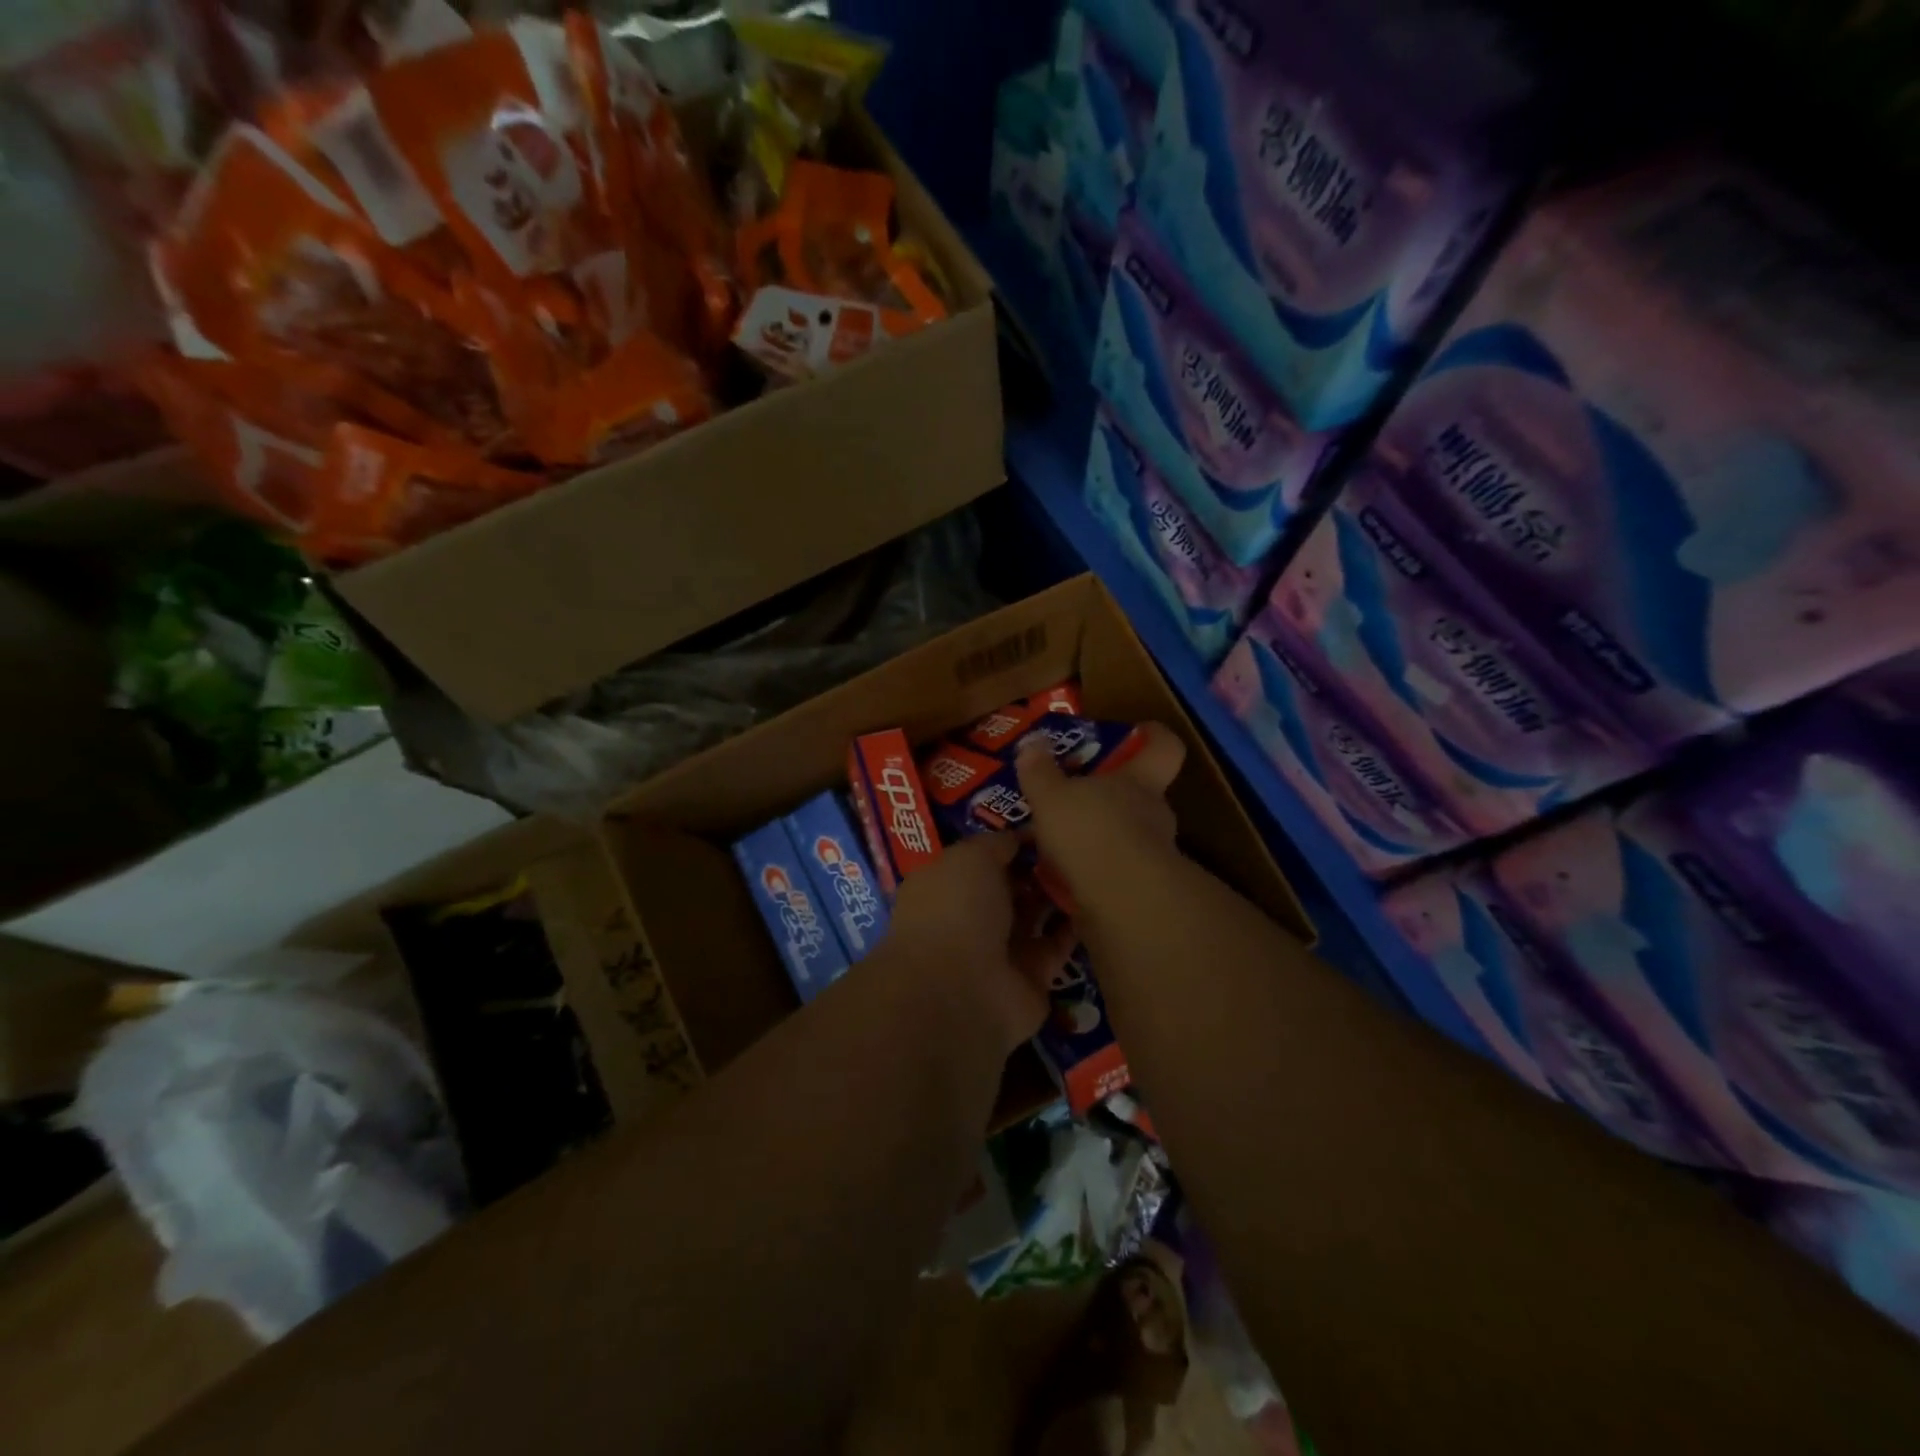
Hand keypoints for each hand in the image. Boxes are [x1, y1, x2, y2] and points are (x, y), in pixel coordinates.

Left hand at [885, 833, 1077, 1054]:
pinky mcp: (1033, 977)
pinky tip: (1099, 901)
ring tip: (1091, 866)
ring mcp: (1001, 950)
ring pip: (1035, 915)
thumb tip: (1019, 836)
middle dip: (1037, 867)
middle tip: (1074, 844)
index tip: (1045, 825)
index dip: (1009, 843)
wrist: (964, 990)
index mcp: (946, 886)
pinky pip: (1058, 946)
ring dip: (1058, 895)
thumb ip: (996, 843)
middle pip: (1010, 887)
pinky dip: (1075, 928)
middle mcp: (970, 917)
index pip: (980, 859)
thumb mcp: (972, 857)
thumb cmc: (957, 909)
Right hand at [1016, 721, 1186, 907]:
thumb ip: (1040, 771)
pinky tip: (1061, 878)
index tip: (1137, 733)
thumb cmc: (1091, 831)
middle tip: (1072, 797)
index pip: (1163, 747)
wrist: (1123, 903)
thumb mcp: (1051, 796)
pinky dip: (1093, 871)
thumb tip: (1033, 742)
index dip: (1152, 737)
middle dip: (1109, 794)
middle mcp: (1154, 812)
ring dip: (1099, 836)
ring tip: (1058, 842)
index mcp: (1140, 780)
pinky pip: (1115, 870)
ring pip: (1127, 834)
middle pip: (1140, 793)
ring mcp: (1154, 853)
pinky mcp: (1143, 890)